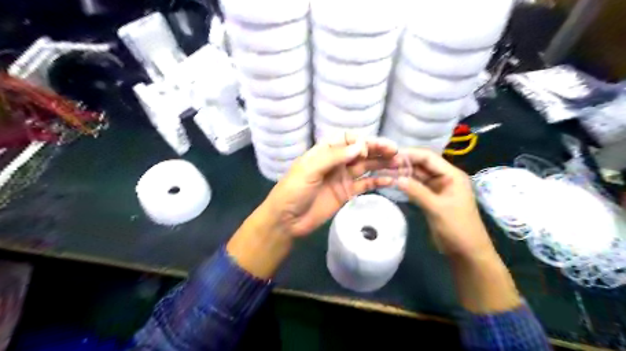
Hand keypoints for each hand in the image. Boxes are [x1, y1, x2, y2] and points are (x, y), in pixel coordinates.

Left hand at [264, 136, 400, 236]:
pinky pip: (365, 184)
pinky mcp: (347, 193)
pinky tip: (391, 179)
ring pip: (366, 167)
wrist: (287, 220)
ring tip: (400, 163)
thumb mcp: (309, 170)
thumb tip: (361, 146)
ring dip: (382, 164)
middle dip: (377, 150)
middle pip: (360, 152)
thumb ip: (334, 157)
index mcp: (324, 152)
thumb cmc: (293, 191)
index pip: (347, 139)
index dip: (360, 141)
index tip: (369, 149)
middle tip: (396, 152)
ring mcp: (343, 178)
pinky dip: (378, 181)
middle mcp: (336, 162)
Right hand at [396, 148, 523, 312]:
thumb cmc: (457, 228)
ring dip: (403, 173)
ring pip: (418, 176)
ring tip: (384, 170)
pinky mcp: (431, 198)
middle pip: (422, 165)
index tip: (390, 155)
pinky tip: (393, 182)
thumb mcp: (437, 208)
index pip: (429, 158)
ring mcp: (437, 188)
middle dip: (404, 163)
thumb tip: (396, 178)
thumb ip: (417, 191)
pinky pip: (417, 187)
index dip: (410, 154)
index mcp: (451, 175)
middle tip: (383, 163)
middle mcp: (444, 178)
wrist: (466, 252)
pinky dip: (406, 185)